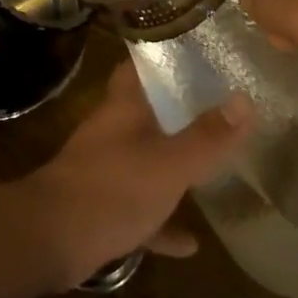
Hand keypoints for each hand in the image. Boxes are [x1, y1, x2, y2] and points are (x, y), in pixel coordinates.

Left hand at [21, 60, 251, 287]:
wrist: (51, 239)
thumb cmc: (112, 189)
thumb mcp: (170, 164)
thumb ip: (207, 137)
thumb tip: (245, 100)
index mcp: (124, 107)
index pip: (142, 65)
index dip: (167, 57)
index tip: (202, 55)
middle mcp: (113, 130)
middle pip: (148, 111)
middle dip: (180, 112)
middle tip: (221, 112)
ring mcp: (105, 168)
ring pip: (146, 159)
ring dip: (173, 167)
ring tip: (213, 171)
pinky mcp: (102, 206)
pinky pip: (140, 208)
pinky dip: (162, 221)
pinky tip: (190, 243)